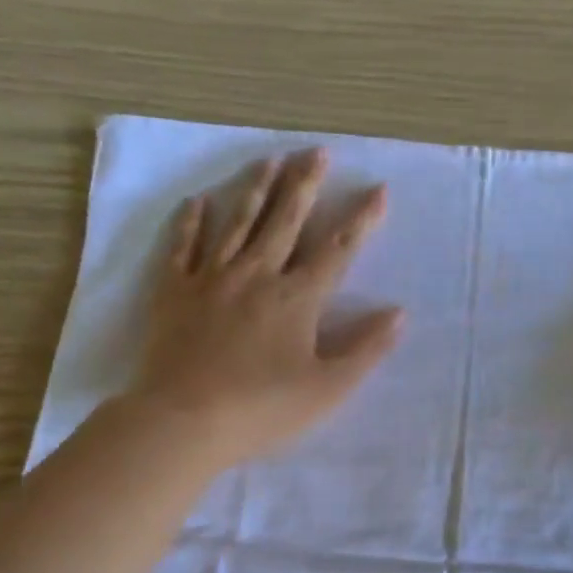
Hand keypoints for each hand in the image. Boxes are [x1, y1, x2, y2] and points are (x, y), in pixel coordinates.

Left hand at [127, 148, 402, 466]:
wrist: (184, 420)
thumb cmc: (262, 409)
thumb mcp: (327, 388)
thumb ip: (365, 349)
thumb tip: (398, 313)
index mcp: (297, 298)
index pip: (337, 250)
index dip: (361, 220)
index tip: (378, 189)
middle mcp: (256, 275)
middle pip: (285, 221)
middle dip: (305, 185)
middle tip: (317, 152)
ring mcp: (212, 278)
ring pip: (237, 223)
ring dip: (256, 189)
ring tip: (270, 160)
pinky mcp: (174, 292)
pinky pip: (183, 247)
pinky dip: (190, 222)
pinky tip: (197, 202)